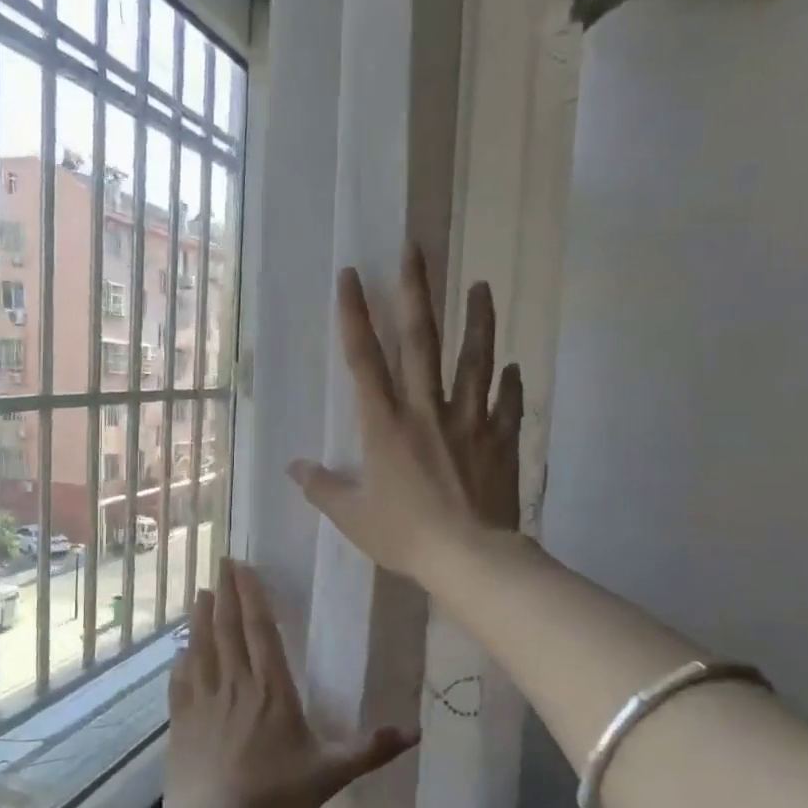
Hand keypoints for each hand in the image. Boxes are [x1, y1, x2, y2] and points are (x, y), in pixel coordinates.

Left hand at [164, 558, 417, 807]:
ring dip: (202, 617)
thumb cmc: (272, 796)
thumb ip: (369, 750)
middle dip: (227, 593)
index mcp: (271, 689)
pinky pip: (181, 678)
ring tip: (203, 592)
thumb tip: (416, 731)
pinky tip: (181, 648)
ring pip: (202, 646)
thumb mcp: (329, 774)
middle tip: (222, 562)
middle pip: (228, 628)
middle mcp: (234, 684)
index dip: (252, 595)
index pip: (261, 630)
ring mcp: (202, 700)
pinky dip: (182, 657)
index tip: (243, 567)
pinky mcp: (180, 719)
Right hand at [288, 245, 522, 585]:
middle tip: (415, 249)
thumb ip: (323, 489)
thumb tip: (294, 468)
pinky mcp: (500, 440)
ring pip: (474, 361)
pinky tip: (513, 366)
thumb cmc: (405, 536)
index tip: (351, 275)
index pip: (364, 361)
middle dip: (415, 293)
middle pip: (421, 342)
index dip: (355, 317)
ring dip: (478, 321)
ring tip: (482, 286)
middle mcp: (426, 411)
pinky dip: (510, 384)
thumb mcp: (353, 517)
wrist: (470, 558)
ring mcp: (469, 422)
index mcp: (385, 426)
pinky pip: (507, 404)